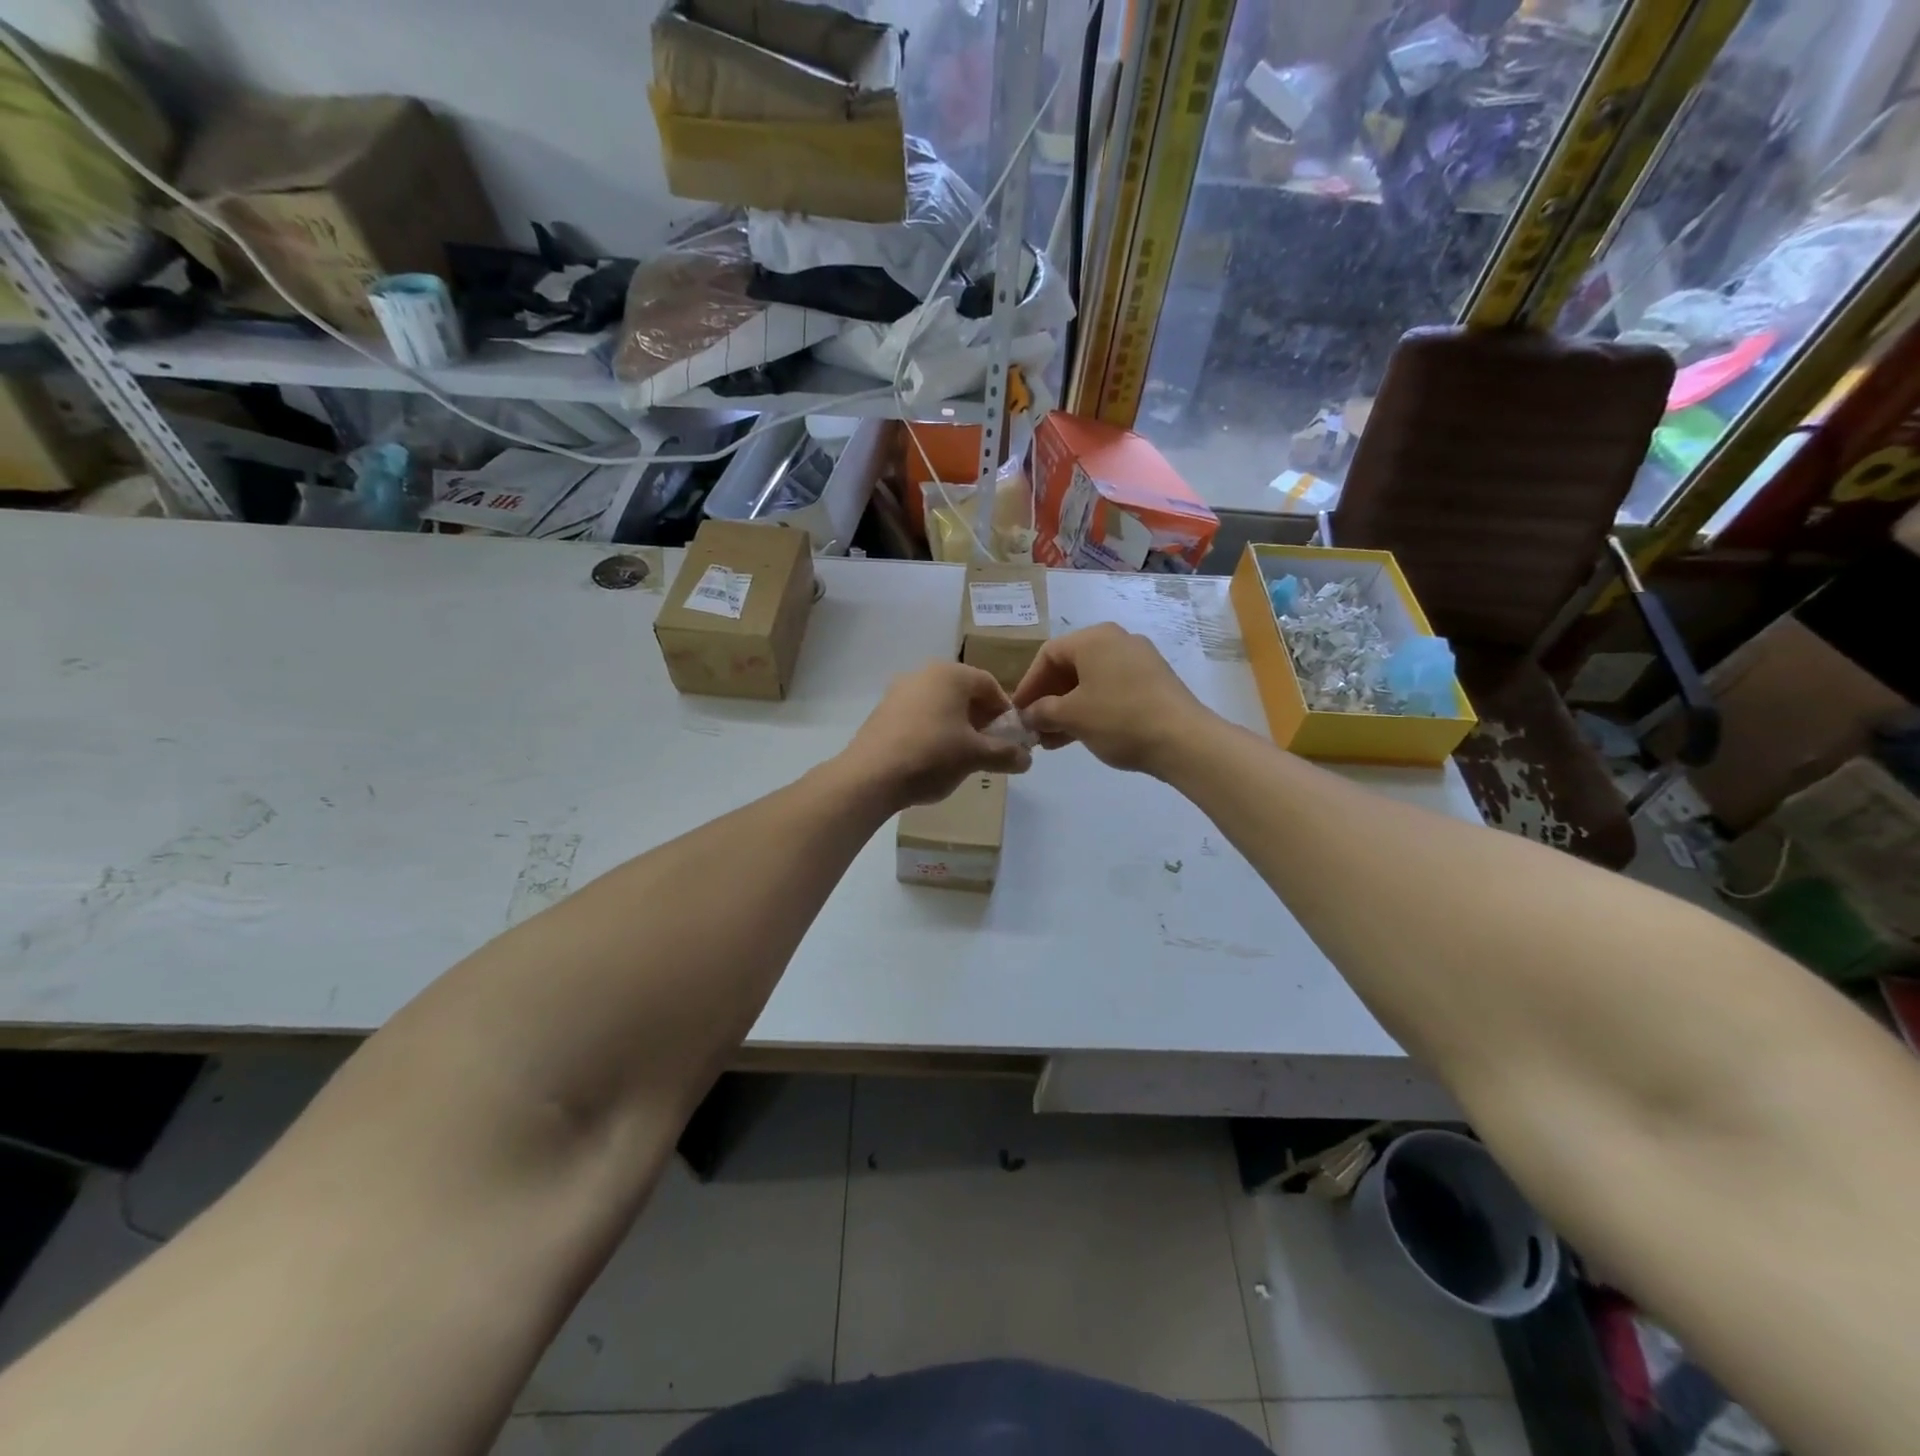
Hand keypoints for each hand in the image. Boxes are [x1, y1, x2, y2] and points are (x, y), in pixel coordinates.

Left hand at [842, 662, 1031, 807]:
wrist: (870, 776)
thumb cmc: (932, 756)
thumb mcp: (976, 756)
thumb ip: (1006, 754)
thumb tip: (1027, 758)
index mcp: (950, 674)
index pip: (990, 685)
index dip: (1005, 711)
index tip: (1010, 738)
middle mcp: (923, 673)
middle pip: (963, 693)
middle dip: (980, 719)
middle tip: (988, 748)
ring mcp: (898, 691)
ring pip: (940, 704)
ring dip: (957, 726)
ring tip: (962, 756)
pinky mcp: (882, 711)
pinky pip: (918, 715)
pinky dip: (933, 730)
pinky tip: (933, 758)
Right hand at [1011, 624, 1212, 774]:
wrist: (1183, 740)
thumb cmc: (1118, 719)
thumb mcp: (1071, 716)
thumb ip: (1042, 711)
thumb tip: (1029, 714)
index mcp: (1094, 638)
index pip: (1048, 655)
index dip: (1028, 685)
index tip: (1018, 712)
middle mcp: (1117, 640)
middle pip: (1070, 666)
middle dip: (1048, 699)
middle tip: (1035, 727)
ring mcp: (1139, 660)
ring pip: (1091, 681)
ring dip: (1068, 707)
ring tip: (1054, 740)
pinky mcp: (1154, 681)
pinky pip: (1112, 689)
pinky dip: (1093, 708)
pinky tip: (1082, 735)